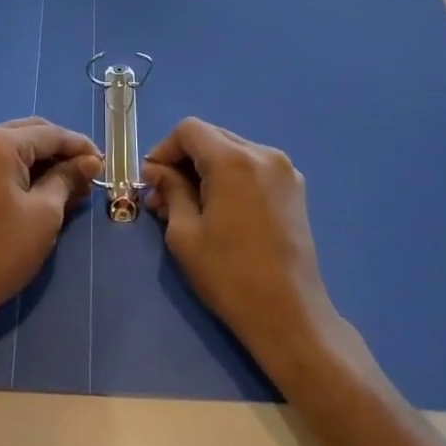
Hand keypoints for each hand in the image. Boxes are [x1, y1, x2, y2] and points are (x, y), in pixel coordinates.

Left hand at [0, 117, 101, 329]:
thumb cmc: (1, 250)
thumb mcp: (44, 213)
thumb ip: (67, 178)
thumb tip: (90, 162)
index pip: (49, 134)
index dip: (80, 146)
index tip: (103, 163)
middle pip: (28, 133)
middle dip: (59, 150)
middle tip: (87, 173)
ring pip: (11, 145)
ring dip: (40, 160)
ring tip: (68, 183)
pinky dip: (18, 169)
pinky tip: (39, 186)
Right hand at [143, 118, 337, 373]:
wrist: (290, 315)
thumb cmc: (229, 275)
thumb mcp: (185, 233)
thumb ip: (170, 190)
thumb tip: (156, 170)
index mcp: (234, 160)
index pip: (189, 130)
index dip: (164, 150)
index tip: (152, 182)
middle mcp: (263, 154)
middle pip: (212, 137)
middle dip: (183, 160)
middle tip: (163, 197)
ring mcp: (284, 170)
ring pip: (231, 152)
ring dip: (205, 170)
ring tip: (187, 207)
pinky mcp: (294, 189)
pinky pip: (252, 169)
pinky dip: (229, 179)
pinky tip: (217, 210)